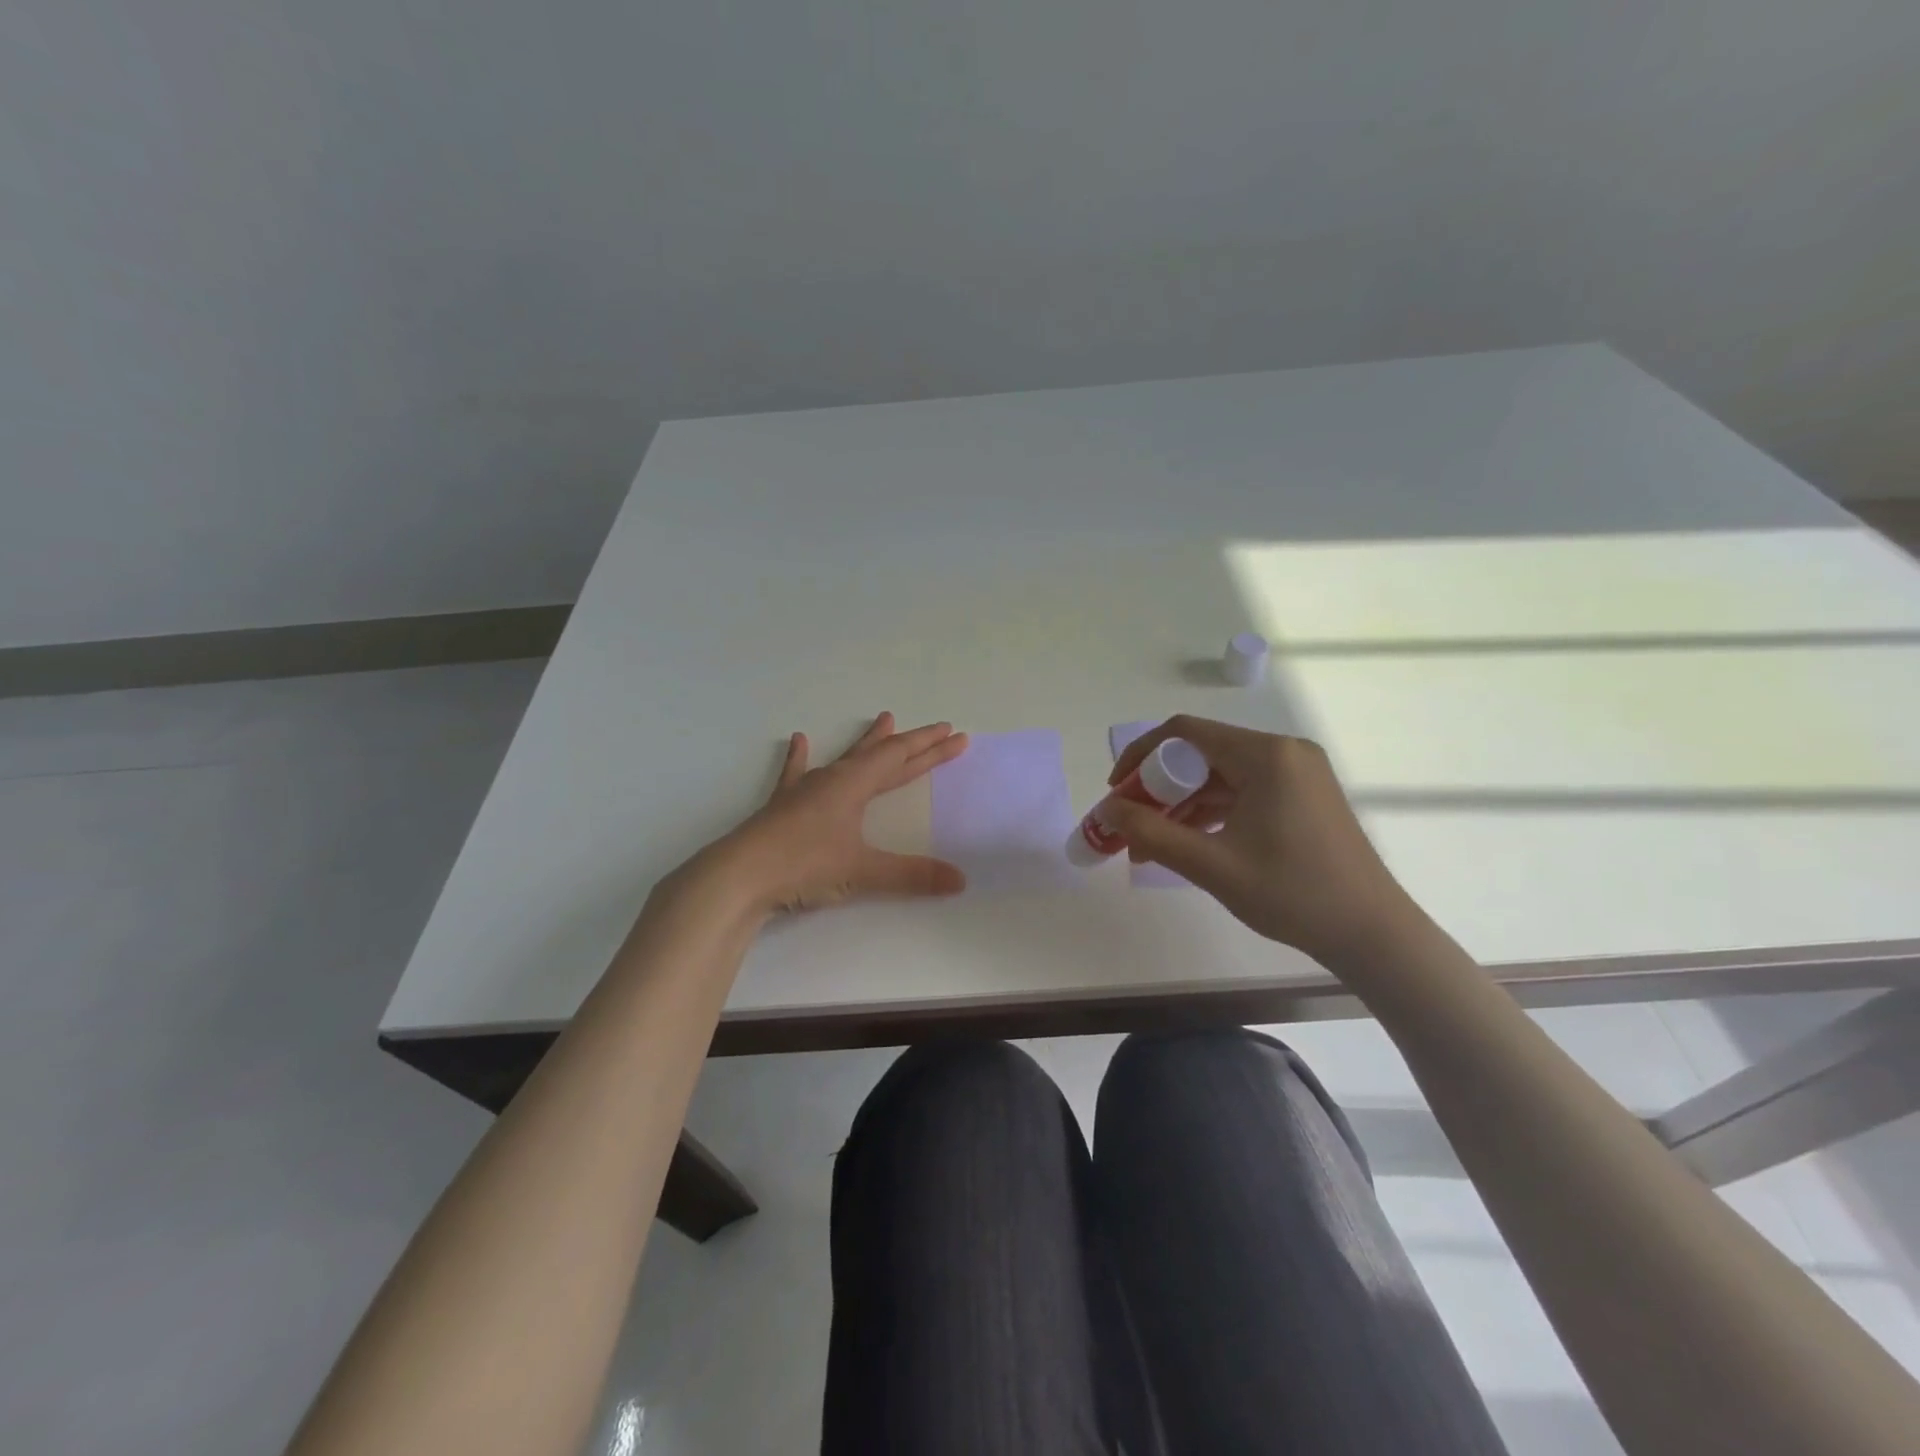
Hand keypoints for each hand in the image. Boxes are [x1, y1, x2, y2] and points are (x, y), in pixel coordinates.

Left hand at [690, 712, 968, 914]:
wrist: (739, 876)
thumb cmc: (803, 865)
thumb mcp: (862, 871)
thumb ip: (912, 875)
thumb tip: (960, 880)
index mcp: (854, 785)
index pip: (900, 759)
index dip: (930, 748)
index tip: (954, 735)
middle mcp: (832, 779)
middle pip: (881, 755)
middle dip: (914, 745)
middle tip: (939, 730)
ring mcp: (805, 790)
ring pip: (845, 758)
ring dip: (868, 742)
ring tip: (884, 719)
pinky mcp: (783, 806)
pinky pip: (796, 773)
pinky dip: (799, 758)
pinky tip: (798, 740)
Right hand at [1103, 715, 1422, 969]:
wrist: (1372, 933)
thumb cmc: (1292, 894)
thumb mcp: (1211, 865)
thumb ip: (1151, 833)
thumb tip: (1106, 810)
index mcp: (1266, 755)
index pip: (1184, 733)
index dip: (1141, 756)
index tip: (1116, 791)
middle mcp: (1284, 752)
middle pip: (1201, 753)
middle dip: (1158, 788)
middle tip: (1130, 823)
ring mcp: (1297, 773)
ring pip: (1220, 775)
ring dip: (1182, 804)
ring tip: (1151, 843)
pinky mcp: (1303, 796)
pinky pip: (1243, 791)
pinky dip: (1211, 812)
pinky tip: (1188, 843)